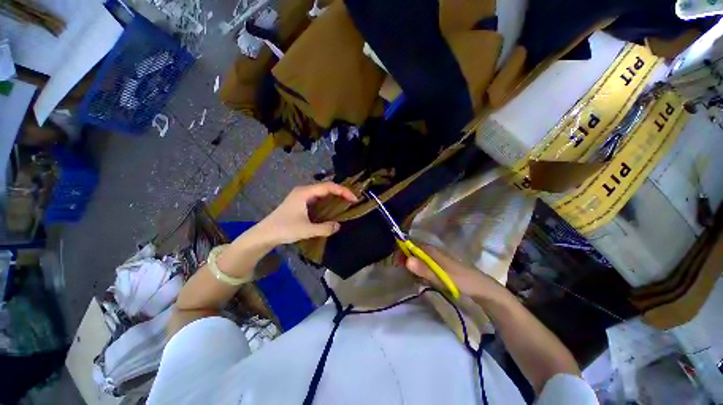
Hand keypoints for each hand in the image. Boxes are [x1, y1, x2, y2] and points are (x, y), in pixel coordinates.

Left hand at [257, 182, 357, 244]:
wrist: (264, 234)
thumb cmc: (284, 229)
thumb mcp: (306, 230)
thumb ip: (324, 228)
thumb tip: (339, 226)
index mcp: (305, 192)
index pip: (328, 187)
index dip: (343, 191)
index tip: (354, 199)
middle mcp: (304, 191)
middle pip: (326, 187)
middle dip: (340, 192)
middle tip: (353, 200)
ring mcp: (301, 196)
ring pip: (322, 193)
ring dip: (334, 197)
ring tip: (346, 203)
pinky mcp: (300, 203)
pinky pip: (318, 199)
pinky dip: (327, 202)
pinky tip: (333, 209)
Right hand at [403, 243, 498, 297]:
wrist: (479, 287)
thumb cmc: (460, 280)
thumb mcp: (440, 276)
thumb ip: (423, 269)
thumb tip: (406, 260)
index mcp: (430, 250)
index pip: (410, 244)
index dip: (401, 251)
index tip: (396, 264)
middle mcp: (431, 251)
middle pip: (411, 251)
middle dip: (405, 261)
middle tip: (405, 274)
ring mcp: (434, 258)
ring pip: (416, 258)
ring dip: (411, 267)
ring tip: (414, 279)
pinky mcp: (437, 265)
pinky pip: (422, 265)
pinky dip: (419, 271)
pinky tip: (422, 280)